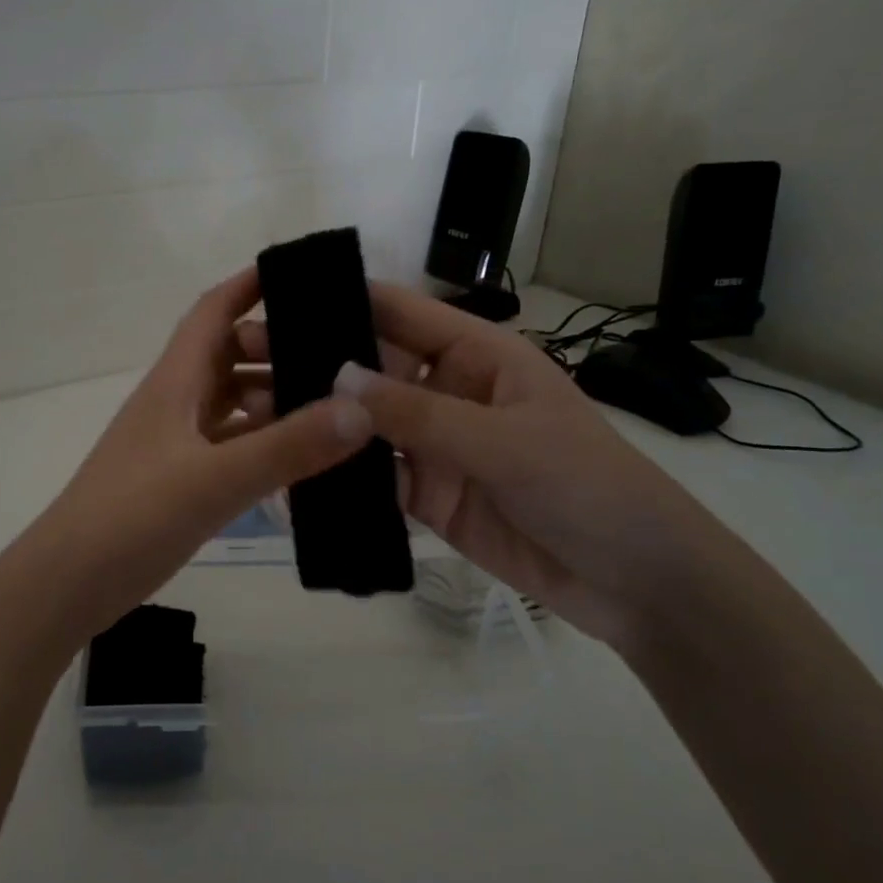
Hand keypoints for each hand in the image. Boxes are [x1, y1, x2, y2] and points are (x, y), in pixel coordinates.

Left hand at [14, 269, 372, 642]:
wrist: (70, 581)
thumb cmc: (133, 515)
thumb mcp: (215, 479)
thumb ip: (288, 447)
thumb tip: (361, 408)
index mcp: (175, 381)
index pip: (213, 311)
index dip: (251, 284)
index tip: (304, 273)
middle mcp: (176, 402)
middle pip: (229, 355)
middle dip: (278, 345)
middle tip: (342, 350)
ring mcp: (177, 443)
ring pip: (232, 403)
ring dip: (274, 398)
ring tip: (335, 403)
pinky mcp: (180, 480)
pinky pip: (231, 446)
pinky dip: (264, 444)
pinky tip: (303, 459)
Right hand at [276, 283, 736, 648]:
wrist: (638, 583)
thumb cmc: (588, 487)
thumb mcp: (504, 442)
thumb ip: (418, 414)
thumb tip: (336, 375)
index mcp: (478, 356)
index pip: (401, 313)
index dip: (343, 301)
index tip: (280, 299)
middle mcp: (448, 392)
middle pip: (371, 368)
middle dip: (314, 363)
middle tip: (244, 360)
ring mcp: (435, 446)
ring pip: (364, 425)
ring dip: (317, 421)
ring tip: (254, 414)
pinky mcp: (428, 496)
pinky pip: (374, 478)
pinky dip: (336, 477)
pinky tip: (290, 473)